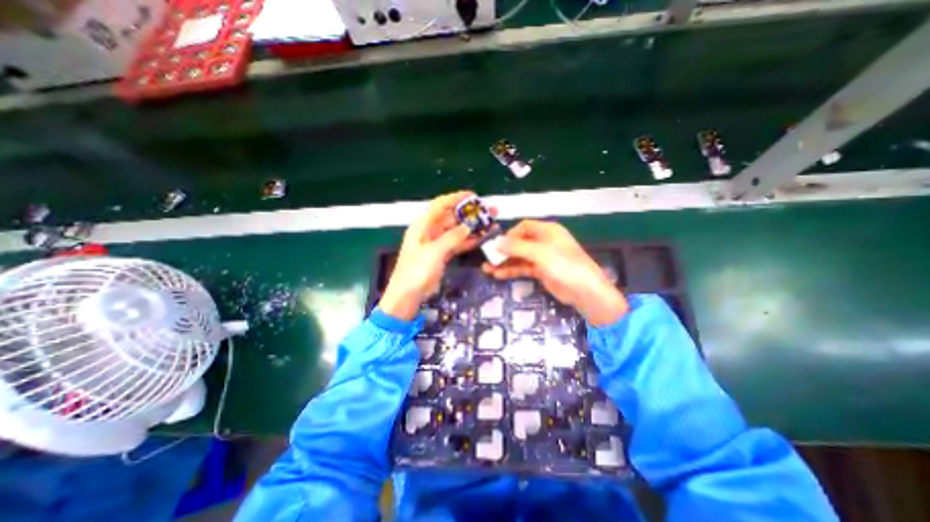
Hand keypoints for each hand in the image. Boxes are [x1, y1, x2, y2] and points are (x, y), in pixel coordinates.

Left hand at [380, 192, 486, 319]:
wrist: (408, 295)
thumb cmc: (416, 271)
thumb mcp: (434, 252)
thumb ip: (452, 237)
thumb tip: (469, 226)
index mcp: (423, 225)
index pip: (440, 205)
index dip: (456, 198)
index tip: (473, 196)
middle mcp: (430, 231)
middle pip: (452, 217)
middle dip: (470, 214)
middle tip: (489, 211)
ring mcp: (437, 244)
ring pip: (457, 231)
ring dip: (473, 228)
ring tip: (491, 223)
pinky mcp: (442, 255)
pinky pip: (458, 244)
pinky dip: (469, 241)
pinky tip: (483, 238)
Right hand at [484, 220, 627, 325]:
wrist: (585, 291)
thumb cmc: (564, 265)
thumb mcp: (539, 253)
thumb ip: (516, 247)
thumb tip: (495, 243)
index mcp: (547, 230)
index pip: (524, 227)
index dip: (510, 234)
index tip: (498, 245)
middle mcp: (544, 241)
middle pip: (519, 242)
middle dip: (503, 251)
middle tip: (488, 258)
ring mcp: (542, 257)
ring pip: (519, 257)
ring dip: (505, 262)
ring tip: (488, 269)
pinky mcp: (541, 271)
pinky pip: (523, 268)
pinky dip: (512, 270)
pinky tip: (498, 275)